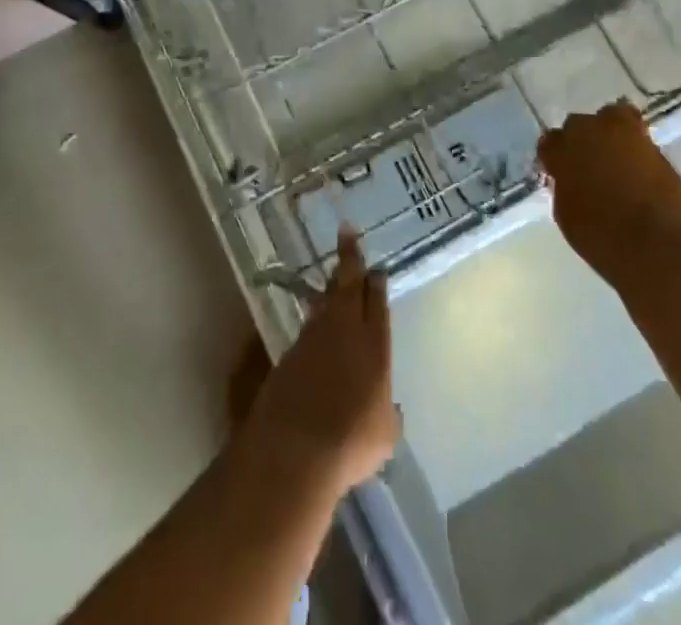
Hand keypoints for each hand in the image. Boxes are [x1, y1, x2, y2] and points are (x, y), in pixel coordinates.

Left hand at [245, 232, 397, 497]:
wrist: (296, 448)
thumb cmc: (351, 442)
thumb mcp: (384, 433)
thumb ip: (389, 414)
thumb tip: (389, 408)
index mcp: (374, 344)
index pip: (376, 302)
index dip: (375, 282)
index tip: (376, 269)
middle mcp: (345, 330)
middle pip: (348, 284)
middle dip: (350, 257)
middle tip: (347, 232)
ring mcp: (314, 337)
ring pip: (326, 299)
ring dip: (331, 284)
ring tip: (335, 273)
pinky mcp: (290, 351)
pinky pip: (309, 322)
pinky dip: (315, 315)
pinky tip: (317, 317)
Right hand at [539, 100, 680, 287]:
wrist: (658, 246)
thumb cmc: (603, 239)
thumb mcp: (568, 215)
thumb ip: (565, 187)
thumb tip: (571, 179)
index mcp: (564, 152)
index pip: (550, 142)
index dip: (555, 156)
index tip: (560, 170)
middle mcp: (592, 133)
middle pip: (578, 124)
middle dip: (581, 140)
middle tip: (588, 163)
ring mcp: (626, 134)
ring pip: (611, 116)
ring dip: (609, 132)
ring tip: (615, 155)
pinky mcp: (656, 145)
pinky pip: (639, 134)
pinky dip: (635, 145)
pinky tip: (637, 166)